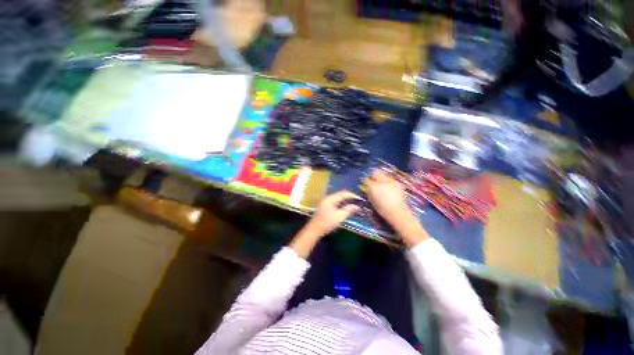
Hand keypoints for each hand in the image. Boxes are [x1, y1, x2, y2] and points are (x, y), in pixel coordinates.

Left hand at [290, 191, 360, 257]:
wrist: (314, 230)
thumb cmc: (327, 223)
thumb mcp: (340, 217)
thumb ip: (349, 209)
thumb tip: (357, 206)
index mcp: (330, 198)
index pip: (343, 193)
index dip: (353, 195)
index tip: (360, 199)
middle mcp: (328, 198)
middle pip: (341, 195)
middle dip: (350, 198)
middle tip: (358, 202)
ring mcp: (326, 202)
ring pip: (338, 198)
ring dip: (346, 201)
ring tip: (354, 204)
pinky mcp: (325, 206)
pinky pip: (336, 202)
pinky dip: (342, 204)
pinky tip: (347, 208)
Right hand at [364, 169, 428, 246]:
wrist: (397, 212)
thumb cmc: (382, 208)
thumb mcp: (372, 200)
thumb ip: (369, 191)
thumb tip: (367, 187)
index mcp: (373, 186)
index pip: (367, 179)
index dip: (366, 181)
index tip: (366, 183)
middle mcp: (382, 181)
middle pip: (376, 173)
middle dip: (374, 176)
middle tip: (373, 181)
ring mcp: (391, 181)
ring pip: (384, 175)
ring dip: (381, 178)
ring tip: (381, 184)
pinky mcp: (397, 184)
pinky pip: (390, 179)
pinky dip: (388, 182)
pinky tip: (389, 188)